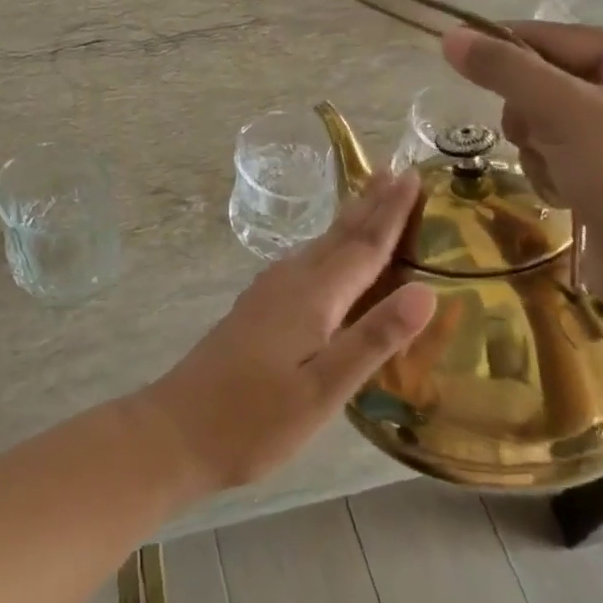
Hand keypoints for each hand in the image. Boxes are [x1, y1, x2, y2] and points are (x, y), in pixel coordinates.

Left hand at [141, 170, 434, 491]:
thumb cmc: (254, 419)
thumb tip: (426, 291)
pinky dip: (329, 247)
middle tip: (398, 171)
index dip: (393, 212)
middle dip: (371, 204)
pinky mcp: (257, 308)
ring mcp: (269, 292)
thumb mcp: (323, 390)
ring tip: (372, 200)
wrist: (176, 431)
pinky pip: (306, 261)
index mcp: (312, 296)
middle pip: (340, 235)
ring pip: (320, 245)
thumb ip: (373, 339)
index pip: (364, 245)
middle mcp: (290, 281)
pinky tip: (328, 256)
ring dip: (350, 221)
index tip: (414, 175)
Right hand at [442, 21, 602, 314]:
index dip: (507, 47)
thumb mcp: (562, 113)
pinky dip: (558, 171)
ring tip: (554, 175)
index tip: (460, 61)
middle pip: (557, 80)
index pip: (560, 36)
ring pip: (558, 121)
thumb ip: (505, 70)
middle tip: (530, 138)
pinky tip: (567, 196)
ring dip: (541, 147)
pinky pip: (573, 154)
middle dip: (531, 112)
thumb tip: (451, 36)